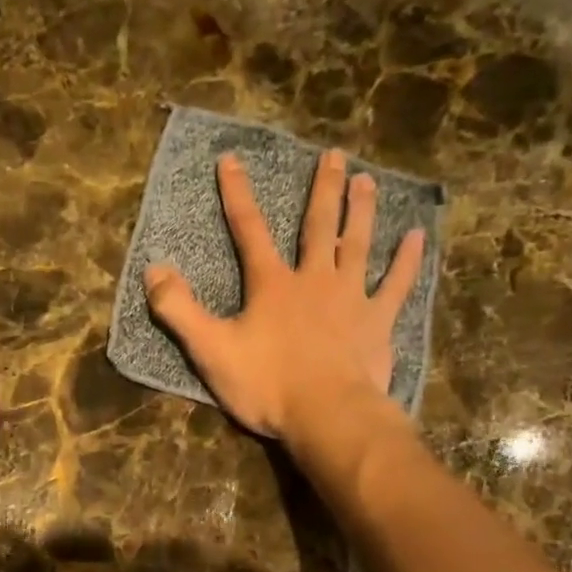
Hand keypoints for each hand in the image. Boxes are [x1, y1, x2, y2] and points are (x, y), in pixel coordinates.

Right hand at [144, 149, 425, 441]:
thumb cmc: (267, 385)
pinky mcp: (378, 322)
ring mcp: (351, 298)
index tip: (231, 159)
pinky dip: (407, 261)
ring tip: (367, 180)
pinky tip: (417, 236)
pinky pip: (396, 284)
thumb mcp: (210, 350)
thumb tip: (153, 270)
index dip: (237, 194)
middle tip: (334, 155)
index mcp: (271, 284)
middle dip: (323, 189)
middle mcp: (314, 279)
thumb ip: (179, 310)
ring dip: (362, 211)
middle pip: (318, 226)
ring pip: (358, 244)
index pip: (249, 229)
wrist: (327, 416)